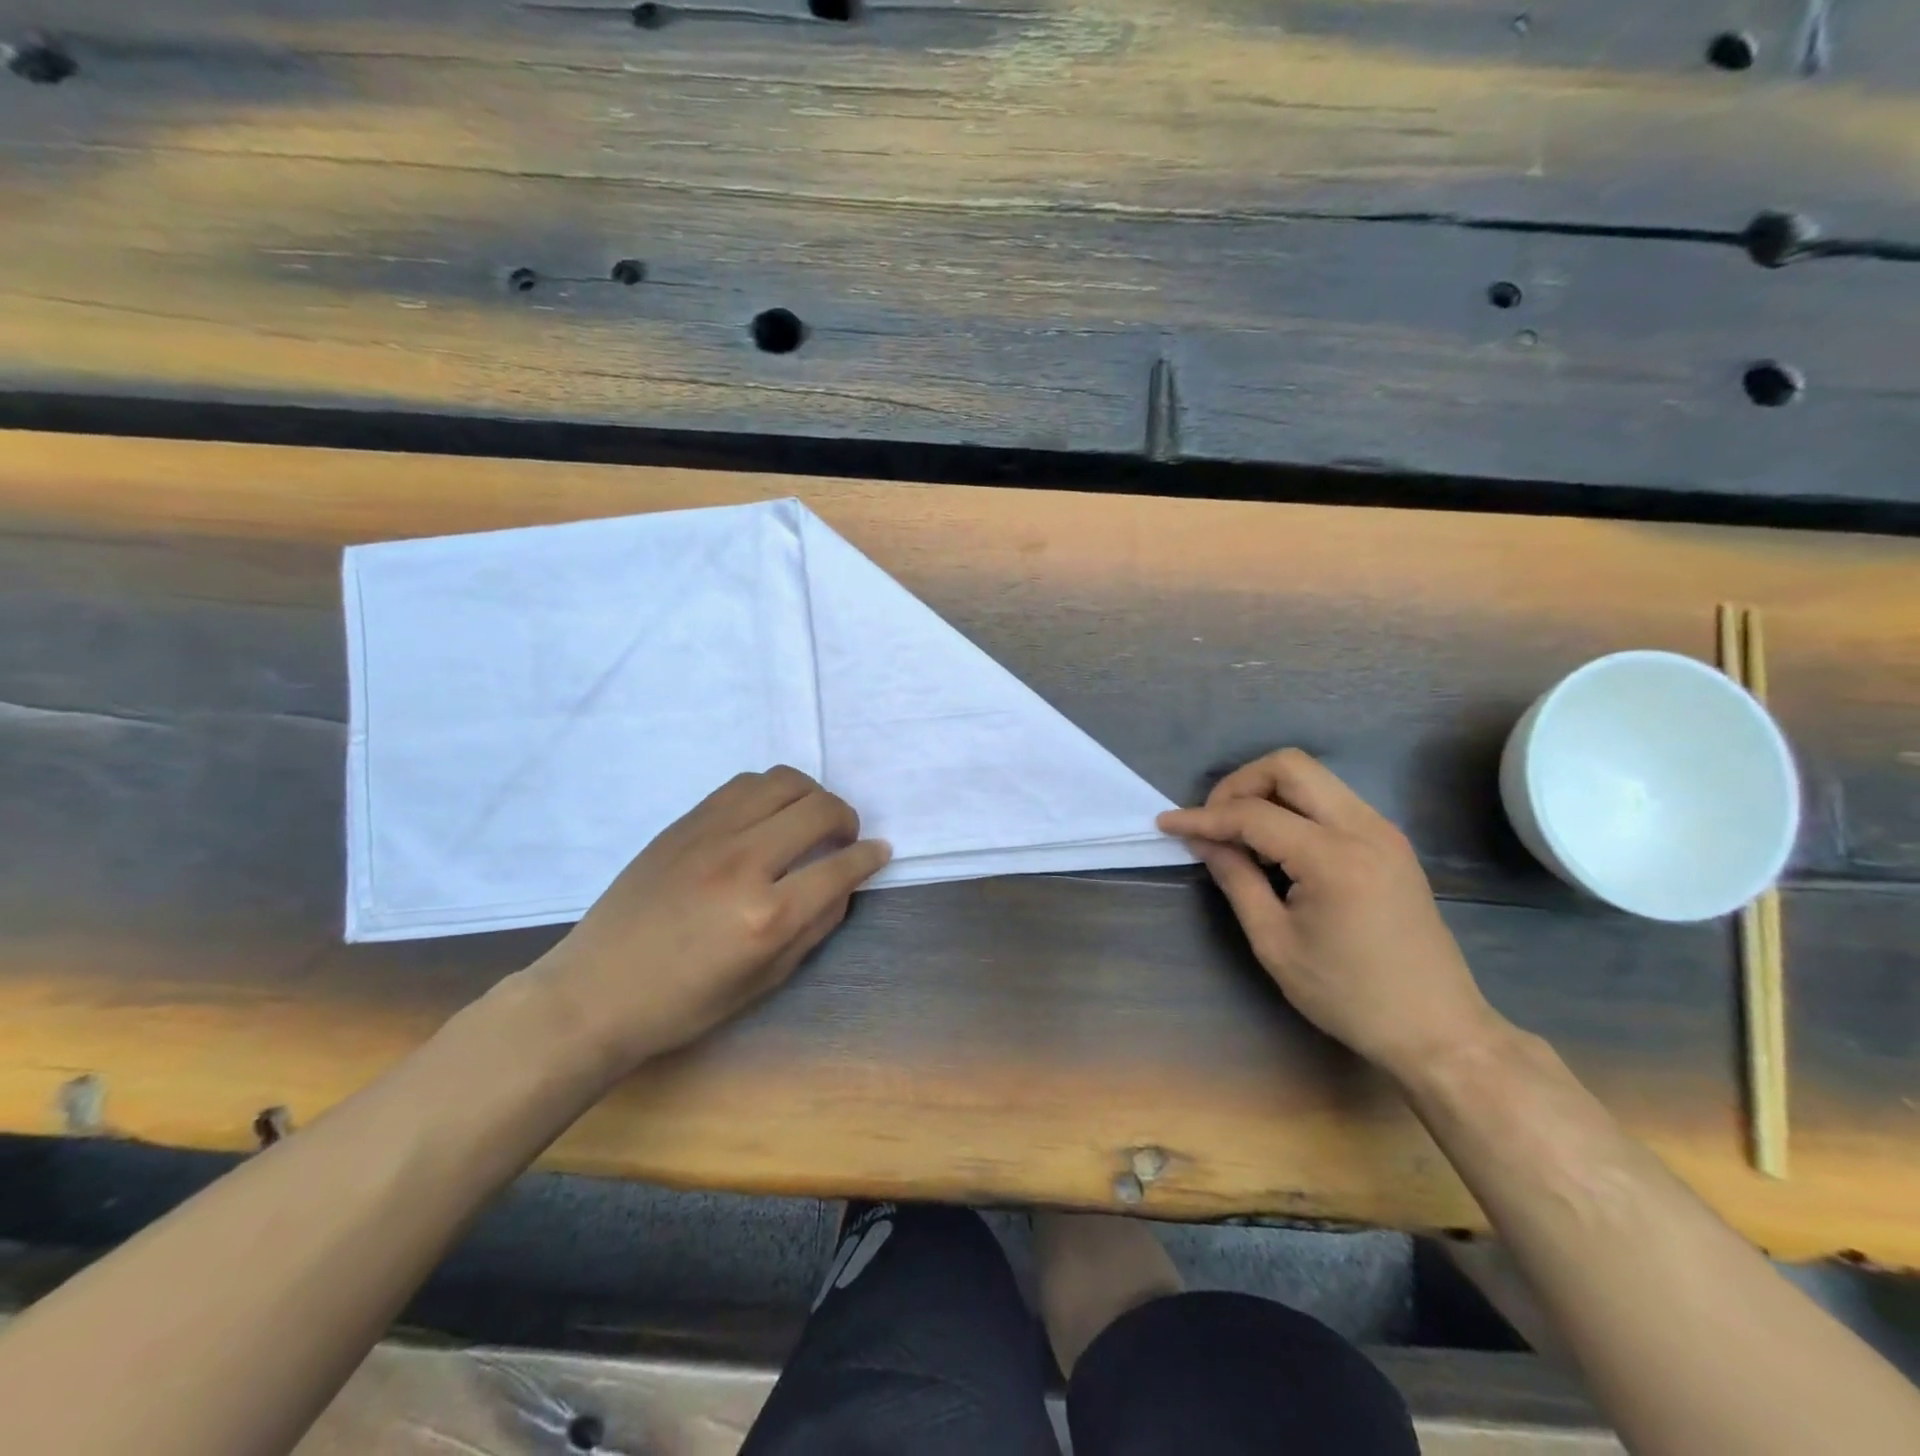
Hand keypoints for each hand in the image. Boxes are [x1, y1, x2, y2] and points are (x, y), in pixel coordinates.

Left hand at [531, 767, 889, 1072]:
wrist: (597, 990)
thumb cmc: (685, 1002)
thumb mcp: (765, 981)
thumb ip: (815, 927)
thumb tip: (845, 884)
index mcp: (767, 916)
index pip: (841, 867)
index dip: (870, 857)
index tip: (880, 852)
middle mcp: (744, 863)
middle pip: (819, 809)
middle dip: (847, 818)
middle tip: (844, 838)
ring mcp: (711, 835)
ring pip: (783, 782)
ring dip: (811, 795)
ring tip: (808, 819)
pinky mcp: (684, 823)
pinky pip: (743, 784)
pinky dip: (771, 792)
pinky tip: (768, 816)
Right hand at [1158, 749, 1501, 1080]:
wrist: (1438, 1028)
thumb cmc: (1348, 996)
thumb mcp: (1275, 943)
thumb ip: (1236, 880)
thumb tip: (1203, 841)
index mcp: (1333, 858)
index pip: (1254, 814)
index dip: (1203, 817)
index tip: (1166, 824)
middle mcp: (1363, 828)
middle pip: (1289, 766)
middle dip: (1239, 784)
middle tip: (1213, 822)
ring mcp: (1383, 830)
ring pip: (1312, 777)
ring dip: (1267, 793)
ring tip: (1240, 837)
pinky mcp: (1389, 841)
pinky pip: (1330, 800)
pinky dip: (1293, 807)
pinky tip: (1276, 846)